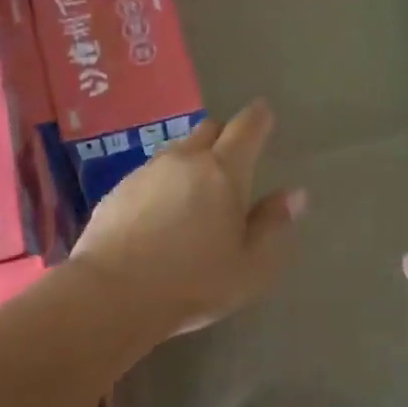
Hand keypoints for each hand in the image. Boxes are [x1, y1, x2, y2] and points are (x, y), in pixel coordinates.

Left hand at [69, 100, 305, 338]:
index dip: (258, 118)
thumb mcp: (250, 266)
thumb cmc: (194, 283)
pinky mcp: (117, 190)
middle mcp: (184, 160)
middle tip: (232, 158)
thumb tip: (294, 194)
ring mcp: (145, 172)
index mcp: (224, 172)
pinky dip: (162, 184)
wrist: (113, 293)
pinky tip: (159, 213)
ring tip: (195, 190)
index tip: (263, 113)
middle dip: (224, 136)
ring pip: (176, 151)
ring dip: (190, 161)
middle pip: (208, 130)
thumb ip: (272, 225)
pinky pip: (149, 175)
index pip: (246, 128)